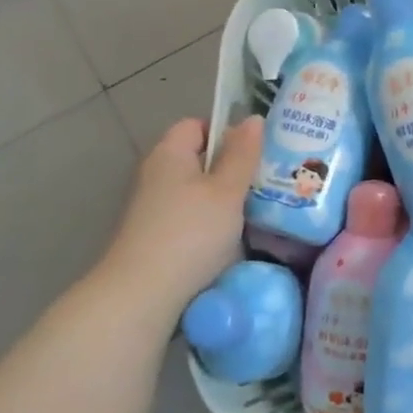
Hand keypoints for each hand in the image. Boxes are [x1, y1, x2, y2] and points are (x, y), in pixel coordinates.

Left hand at [99, 116, 263, 308]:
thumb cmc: (191, 233)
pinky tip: (233, 238)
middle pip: (198, 160)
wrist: (144, 294)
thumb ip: (242, 154)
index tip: (256, 151)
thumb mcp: (227, 191)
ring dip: (224, 200)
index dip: (227, 131)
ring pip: (197, 192)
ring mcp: (153, 208)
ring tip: (258, 209)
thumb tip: (253, 118)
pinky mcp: (156, 237)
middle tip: (267, 178)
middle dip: (231, 168)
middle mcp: (156, 175)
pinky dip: (211, 223)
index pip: (197, 125)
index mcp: (170, 153)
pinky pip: (191, 217)